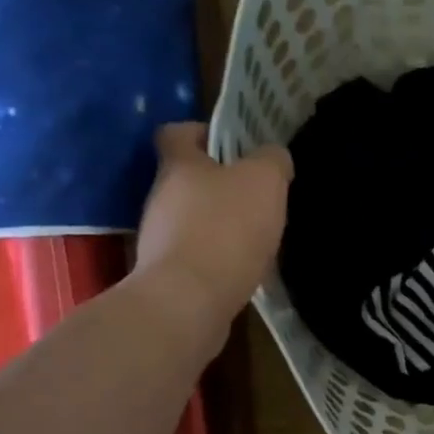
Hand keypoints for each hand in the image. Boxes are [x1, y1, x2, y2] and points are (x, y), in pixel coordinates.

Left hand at [133, 122, 292, 324]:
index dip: (202, 133)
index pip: (177, 132)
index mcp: (178, 165)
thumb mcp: (264, 181)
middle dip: (220, 185)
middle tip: (257, 196)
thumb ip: (272, 161)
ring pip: (192, 220)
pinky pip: (197, 256)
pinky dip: (219, 259)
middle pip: (187, 179)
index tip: (231, 146)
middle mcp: (160, 197)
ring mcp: (159, 239)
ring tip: (256, 238)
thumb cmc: (226, 229)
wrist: (189, 302)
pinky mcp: (168, 275)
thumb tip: (274, 157)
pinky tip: (244, 270)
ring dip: (220, 225)